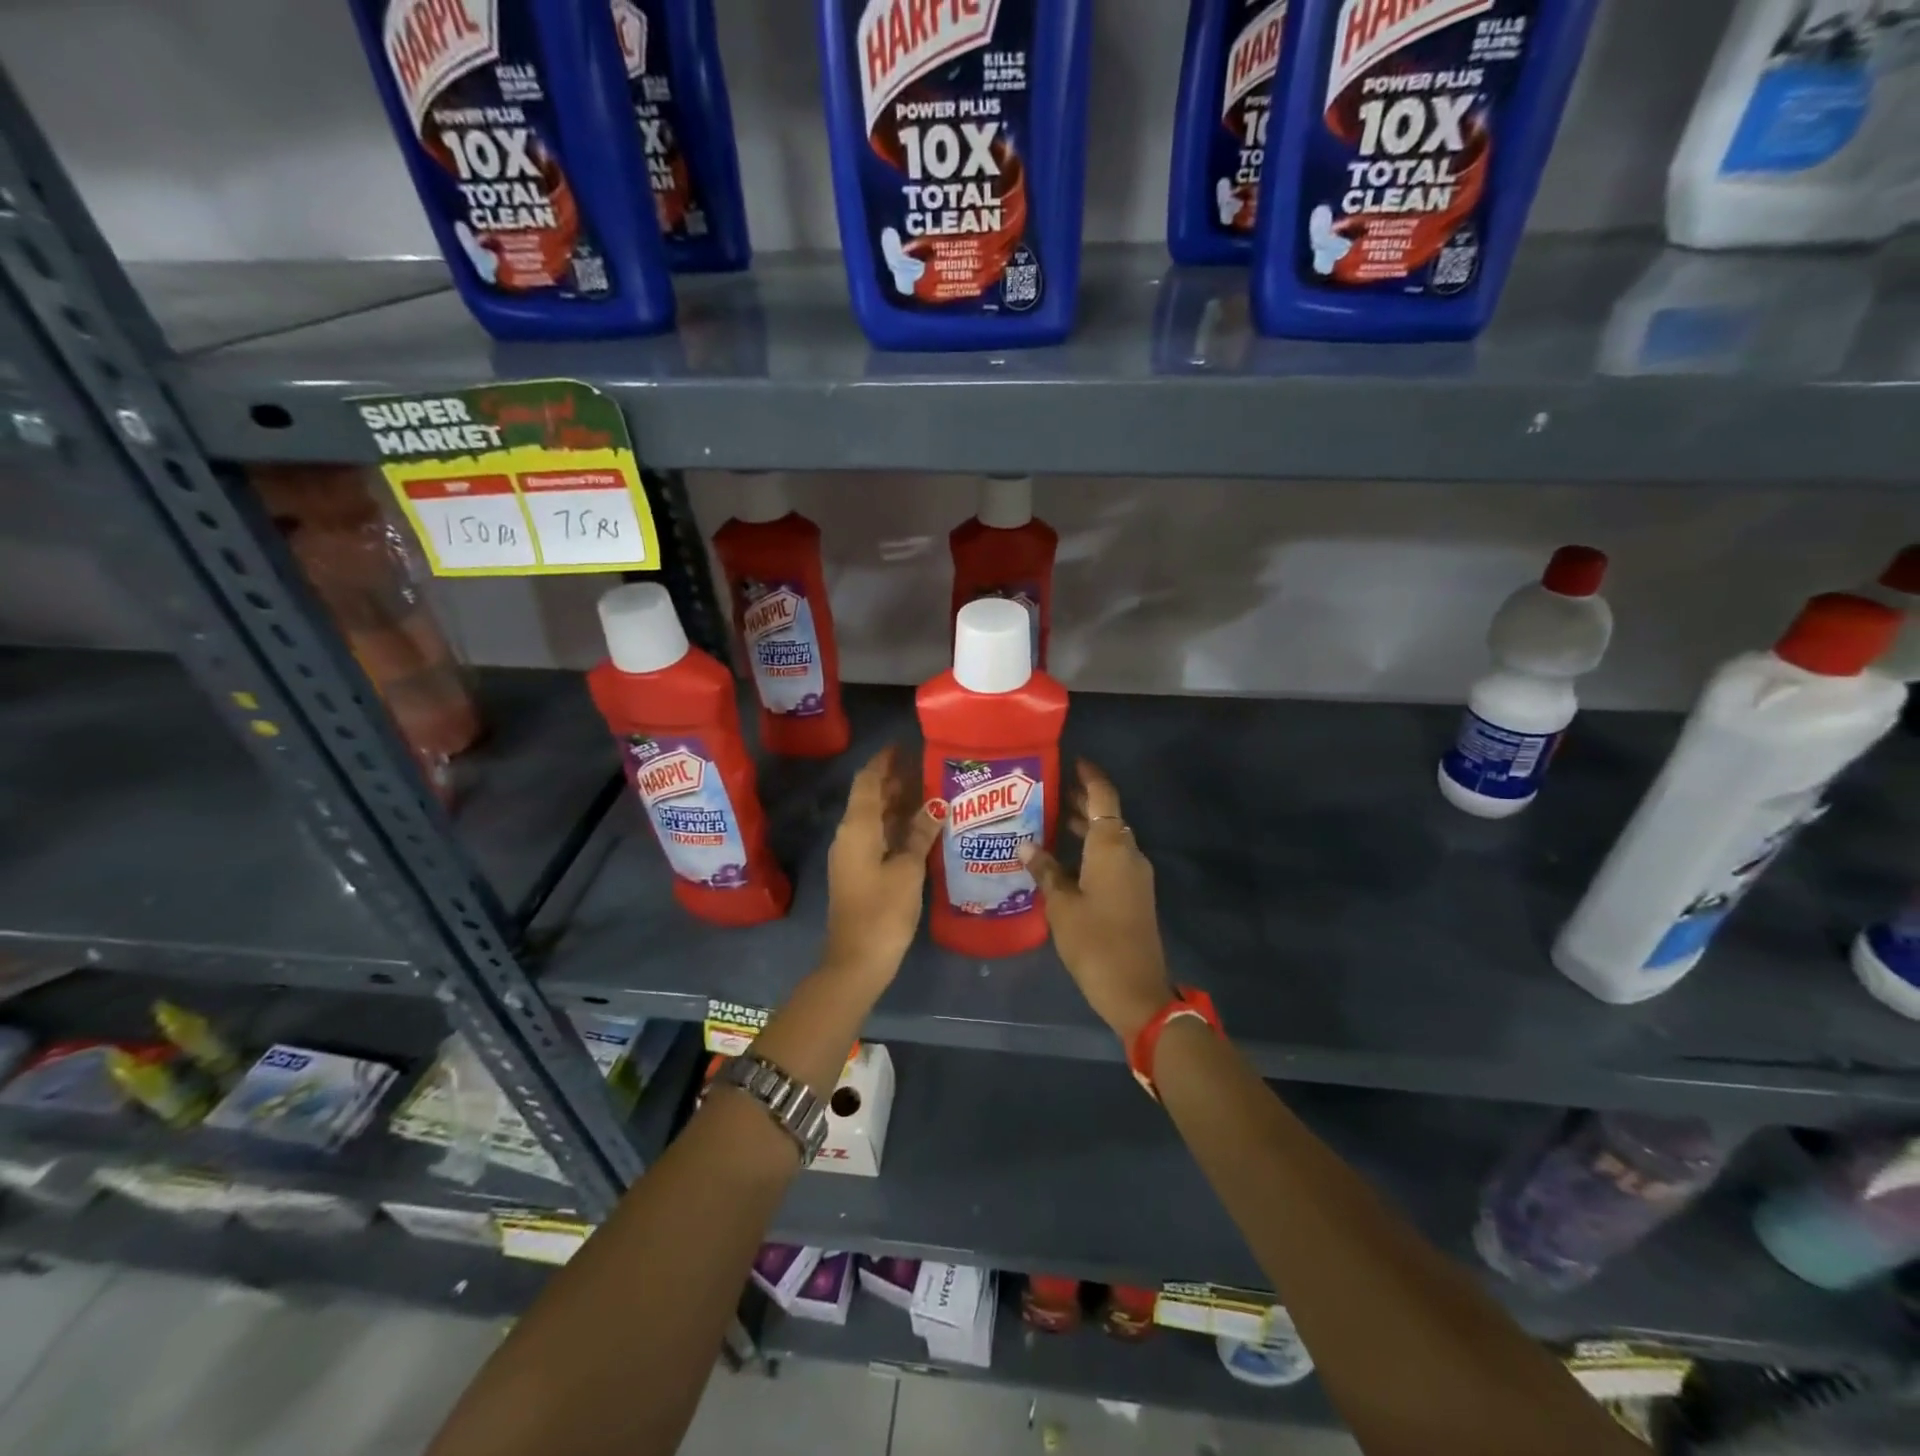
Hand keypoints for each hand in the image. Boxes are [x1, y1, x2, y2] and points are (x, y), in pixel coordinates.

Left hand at [822, 747, 943, 986]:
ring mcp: (852, 855)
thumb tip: (936, 804)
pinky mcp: (859, 872)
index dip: (883, 761)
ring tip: (929, 791)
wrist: (856, 961)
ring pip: (874, 818)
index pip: (867, 781)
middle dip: (894, 781)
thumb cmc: (883, 911)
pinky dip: (895, 826)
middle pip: (870, 798)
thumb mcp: (908, 870)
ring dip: (896, 804)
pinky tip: (920, 827)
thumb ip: (921, 834)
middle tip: (926, 767)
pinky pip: (877, 837)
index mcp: (857, 828)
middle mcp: (849, 835)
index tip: (904, 746)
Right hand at [1018, 761, 1172, 1043]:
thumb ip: (1045, 870)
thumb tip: (1025, 845)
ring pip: (1110, 839)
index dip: (1089, 777)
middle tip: (1049, 790)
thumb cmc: (1095, 941)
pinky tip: (1063, 859)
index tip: (1072, 761)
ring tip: (1051, 820)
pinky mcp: (1134, 895)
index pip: (1103, 797)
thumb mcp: (1061, 905)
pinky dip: (1091, 850)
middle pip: (1108, 816)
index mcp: (1112, 847)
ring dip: (1086, 827)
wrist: (1136, 990)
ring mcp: (1135, 875)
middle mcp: (1128, 853)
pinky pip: (1112, 859)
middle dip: (1083, 801)